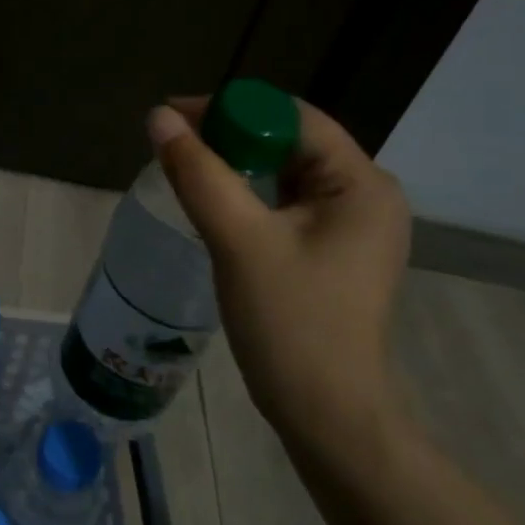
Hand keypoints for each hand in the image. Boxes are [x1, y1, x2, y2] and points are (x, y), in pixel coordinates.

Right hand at [147, 96, 410, 446]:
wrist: (327, 415)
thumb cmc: (290, 324)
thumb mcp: (239, 240)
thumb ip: (198, 173)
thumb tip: (157, 117)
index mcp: (362, 184)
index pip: (293, 117)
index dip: (231, 108)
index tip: (174, 118)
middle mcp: (366, 196)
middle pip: (290, 142)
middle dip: (230, 137)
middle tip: (172, 145)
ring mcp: (352, 227)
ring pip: (285, 174)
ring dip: (236, 167)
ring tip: (184, 169)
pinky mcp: (333, 252)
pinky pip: (286, 205)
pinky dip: (248, 196)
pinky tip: (213, 204)